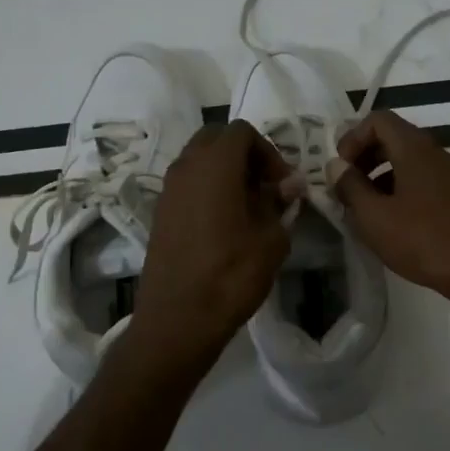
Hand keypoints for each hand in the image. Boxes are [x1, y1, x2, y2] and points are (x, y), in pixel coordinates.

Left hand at [129, 121, 291, 363]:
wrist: (177, 319)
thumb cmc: (231, 274)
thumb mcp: (271, 239)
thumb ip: (280, 203)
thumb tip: (289, 185)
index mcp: (214, 165)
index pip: (242, 131)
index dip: (268, 151)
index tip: (283, 184)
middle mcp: (185, 168)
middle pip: (216, 140)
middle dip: (244, 155)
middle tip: (266, 187)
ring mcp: (168, 190)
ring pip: (198, 162)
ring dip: (225, 173)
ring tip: (248, 207)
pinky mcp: (160, 214)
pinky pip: (187, 186)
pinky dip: (207, 191)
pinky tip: (225, 225)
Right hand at [331, 111, 449, 310]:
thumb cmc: (423, 240)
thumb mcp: (374, 217)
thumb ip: (350, 187)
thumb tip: (336, 166)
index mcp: (415, 149)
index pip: (378, 120)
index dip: (352, 138)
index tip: (340, 169)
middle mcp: (436, 154)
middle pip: (394, 138)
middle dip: (365, 158)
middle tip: (348, 189)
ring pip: (409, 163)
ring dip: (381, 178)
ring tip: (366, 211)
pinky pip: (424, 182)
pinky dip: (402, 192)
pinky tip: (394, 225)